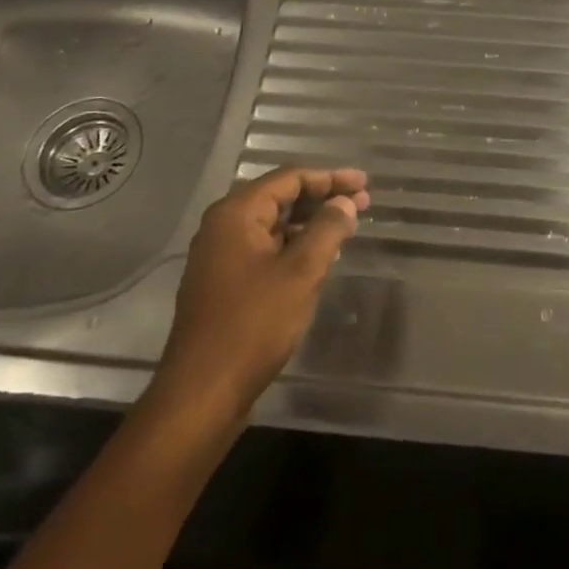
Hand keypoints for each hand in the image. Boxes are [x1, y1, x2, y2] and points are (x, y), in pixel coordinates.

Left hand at [154, 166, 369, 422]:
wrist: (203, 391)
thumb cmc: (254, 324)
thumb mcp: (301, 272)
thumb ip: (327, 230)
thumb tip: (345, 202)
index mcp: (236, 214)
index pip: (289, 178)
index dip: (330, 177)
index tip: (365, 183)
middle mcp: (223, 227)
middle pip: (280, 197)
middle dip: (322, 197)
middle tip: (363, 202)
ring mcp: (220, 256)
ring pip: (273, 225)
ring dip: (310, 222)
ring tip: (346, 226)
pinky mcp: (225, 283)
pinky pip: (265, 248)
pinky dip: (294, 245)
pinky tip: (318, 256)